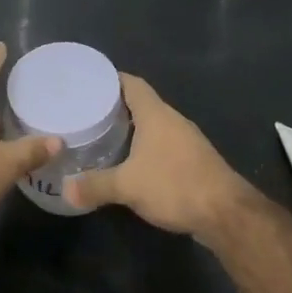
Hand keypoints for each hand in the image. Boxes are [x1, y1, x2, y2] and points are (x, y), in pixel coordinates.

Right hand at [64, 73, 251, 237]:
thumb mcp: (127, 186)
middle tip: (88, 112)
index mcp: (156, 115)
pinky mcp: (194, 161)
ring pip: (154, 126)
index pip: (132, 84)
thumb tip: (66, 190)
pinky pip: (163, 145)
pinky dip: (145, 148)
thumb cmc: (175, 185)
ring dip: (132, 129)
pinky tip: (130, 163)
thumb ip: (95, 186)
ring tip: (104, 136)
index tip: (88, 82)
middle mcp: (173, 121)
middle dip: (116, 106)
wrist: (225, 213)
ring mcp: (186, 141)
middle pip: (142, 103)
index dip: (111, 79)